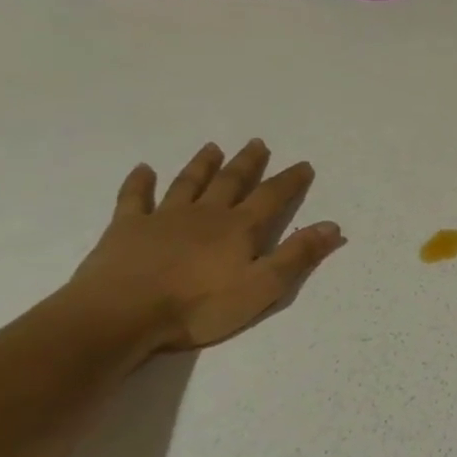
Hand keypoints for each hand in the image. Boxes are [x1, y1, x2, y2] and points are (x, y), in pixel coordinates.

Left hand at [66, 140, 345, 355]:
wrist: (123, 314)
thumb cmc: (200, 306)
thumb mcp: (263, 287)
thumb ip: (298, 256)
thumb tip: (332, 226)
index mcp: (239, 229)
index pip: (272, 198)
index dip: (290, 181)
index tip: (304, 165)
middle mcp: (205, 214)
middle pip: (230, 182)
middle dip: (247, 163)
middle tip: (257, 143)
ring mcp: (163, 218)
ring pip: (188, 183)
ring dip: (202, 165)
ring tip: (213, 147)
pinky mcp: (127, 228)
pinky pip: (134, 198)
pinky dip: (139, 182)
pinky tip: (143, 169)